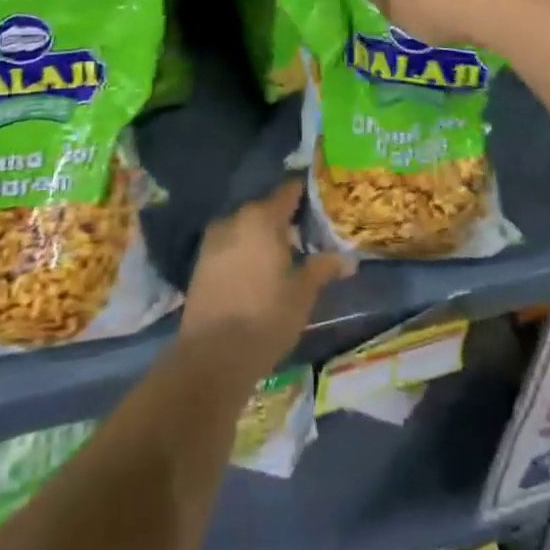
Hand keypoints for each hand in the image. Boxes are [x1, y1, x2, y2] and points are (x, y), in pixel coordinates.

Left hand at [181, 180, 347, 381]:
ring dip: (262, 238)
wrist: (211, 357)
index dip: (306, 195)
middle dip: (284, 221)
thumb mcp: (302, 294)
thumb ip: (323, 268)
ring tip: (281, 259)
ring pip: (245, 228)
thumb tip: (349, 259)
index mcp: (263, 218)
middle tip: (305, 239)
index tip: (322, 205)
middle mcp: (235, 219)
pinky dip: (244, 252)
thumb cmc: (265, 318)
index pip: (289, 191)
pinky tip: (256, 274)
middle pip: (266, 209)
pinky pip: (230, 246)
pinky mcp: (199, 263)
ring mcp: (213, 240)